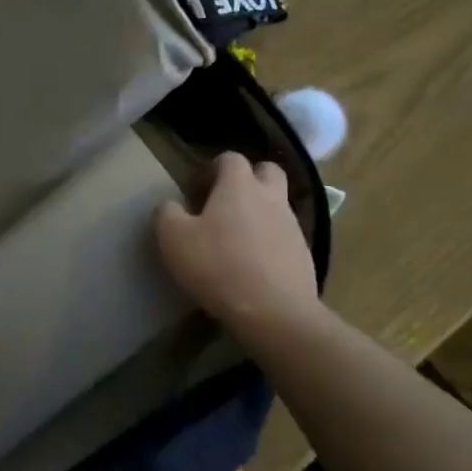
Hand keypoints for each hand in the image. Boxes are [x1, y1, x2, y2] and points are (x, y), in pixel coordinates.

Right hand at [156, 151, 321, 333]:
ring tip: (235, 240)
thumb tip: (171, 206)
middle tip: (224, 203)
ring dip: (258, 213)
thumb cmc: (218, 266)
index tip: (195, 192)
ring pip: (277, 206)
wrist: (274, 312)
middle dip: (247, 180)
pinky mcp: (304, 256)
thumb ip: (167, 214)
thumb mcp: (174, 238)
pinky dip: (268, 243)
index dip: (211, 169)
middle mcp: (271, 198)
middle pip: (267, 171)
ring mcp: (292, 227)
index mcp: (239, 186)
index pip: (230, 158)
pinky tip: (251, 266)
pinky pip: (284, 237)